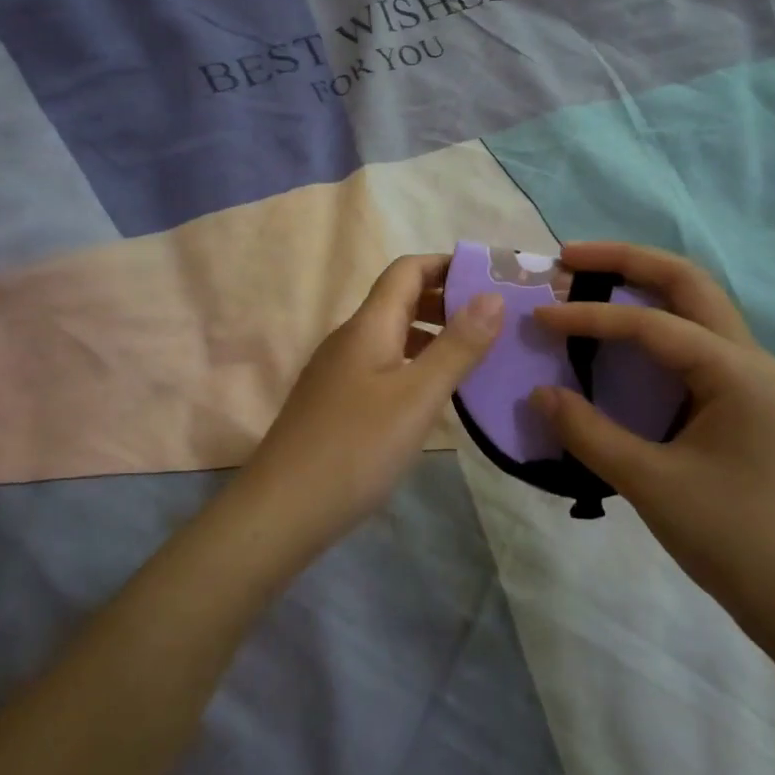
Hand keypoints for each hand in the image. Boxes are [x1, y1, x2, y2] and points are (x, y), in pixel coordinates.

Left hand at [239, 255, 503, 550]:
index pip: (407, 270)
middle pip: (398, 300)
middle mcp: (349, 339)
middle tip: (493, 320)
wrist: (282, 510)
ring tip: (473, 357)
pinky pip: (380, 366)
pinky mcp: (333, 403)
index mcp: (368, 326)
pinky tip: (431, 397)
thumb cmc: (356, 448)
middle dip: (445, 300)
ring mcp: (336, 372)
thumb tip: (493, 295)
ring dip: (431, 335)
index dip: (446, 264)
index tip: (489, 277)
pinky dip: (412, 366)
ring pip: (390, 336)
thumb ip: (457, 346)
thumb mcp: (417, 396)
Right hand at [532, 242, 774, 655]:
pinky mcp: (742, 401)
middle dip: (626, 261)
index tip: (540, 318)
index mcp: (736, 371)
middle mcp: (749, 359)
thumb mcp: (652, 485)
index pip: (651, 323)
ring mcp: (750, 378)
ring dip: (642, 286)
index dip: (590, 316)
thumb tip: (539, 394)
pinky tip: (619, 339)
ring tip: (588, 282)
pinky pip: (693, 342)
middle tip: (570, 259)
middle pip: (687, 282)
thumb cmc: (734, 539)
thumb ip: (590, 433)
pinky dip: (652, 325)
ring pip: (695, 306)